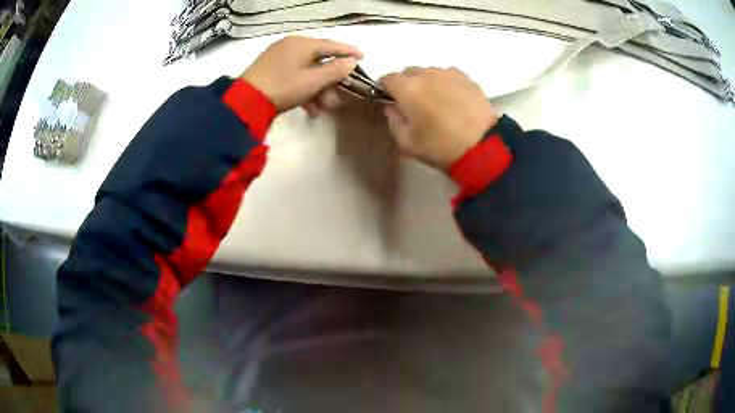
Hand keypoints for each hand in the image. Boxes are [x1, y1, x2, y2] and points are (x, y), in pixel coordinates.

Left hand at [241, 36, 363, 113]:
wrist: (244, 103)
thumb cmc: (283, 87)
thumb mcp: (312, 81)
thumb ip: (335, 70)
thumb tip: (351, 62)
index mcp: (301, 43)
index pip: (331, 45)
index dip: (348, 52)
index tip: (363, 57)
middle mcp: (290, 47)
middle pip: (319, 61)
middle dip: (331, 82)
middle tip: (340, 97)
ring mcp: (279, 59)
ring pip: (307, 72)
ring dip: (319, 90)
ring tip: (325, 109)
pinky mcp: (271, 72)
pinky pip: (294, 77)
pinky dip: (304, 91)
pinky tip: (311, 109)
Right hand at [380, 67, 497, 170]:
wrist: (483, 147)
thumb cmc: (440, 147)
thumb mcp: (407, 143)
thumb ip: (393, 122)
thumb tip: (392, 108)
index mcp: (408, 89)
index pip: (387, 78)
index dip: (386, 89)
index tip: (392, 101)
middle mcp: (427, 74)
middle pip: (409, 72)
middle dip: (408, 85)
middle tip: (415, 105)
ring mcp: (449, 74)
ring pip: (430, 72)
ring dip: (428, 83)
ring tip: (438, 102)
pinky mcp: (468, 79)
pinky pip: (449, 75)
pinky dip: (446, 84)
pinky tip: (454, 100)